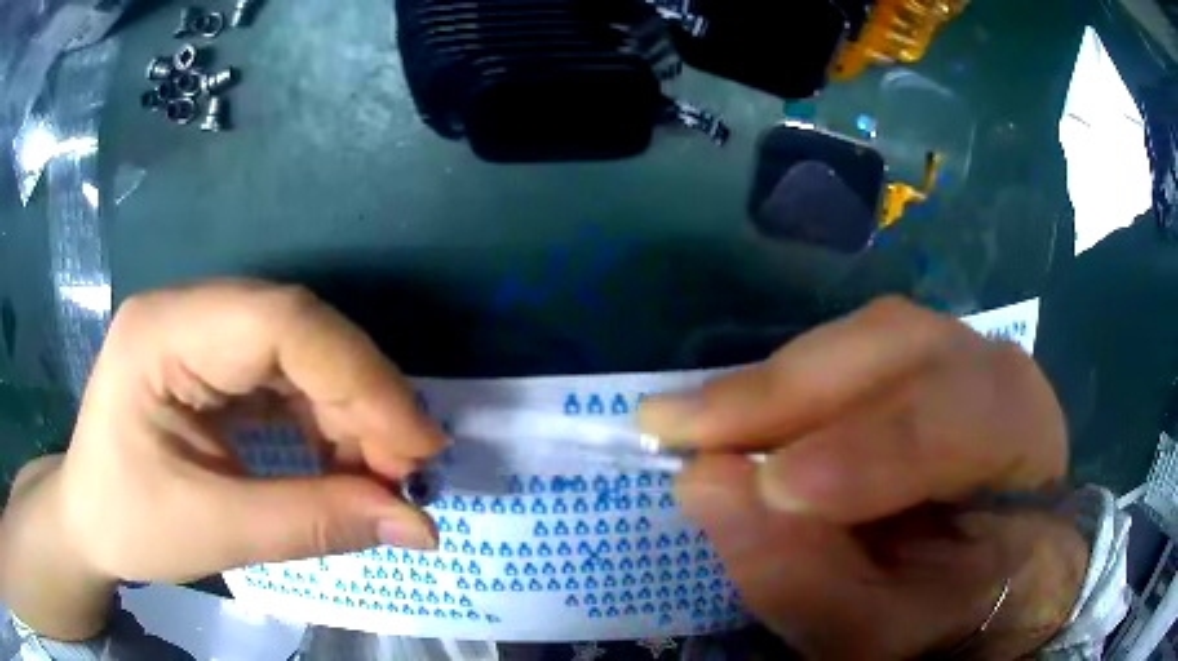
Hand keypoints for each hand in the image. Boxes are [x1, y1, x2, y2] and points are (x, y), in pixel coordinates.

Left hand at [0, 281, 445, 639]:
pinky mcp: (213, 362)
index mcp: (164, 333)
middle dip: (364, 399)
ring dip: (351, 412)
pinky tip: (342, 460)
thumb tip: (419, 526)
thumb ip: (313, 525)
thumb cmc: (128, 523)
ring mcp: (201, 332)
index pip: (281, 321)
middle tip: (409, 471)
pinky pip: (287, 375)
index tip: (419, 449)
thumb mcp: (214, 532)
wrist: (87, 519)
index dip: (361, 379)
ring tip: (381, 474)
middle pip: (299, 330)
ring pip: (302, 350)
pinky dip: (326, 419)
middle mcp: (188, 312)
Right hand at [640, 298, 1087, 659]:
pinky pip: (845, 350)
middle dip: (790, 392)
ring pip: (862, 338)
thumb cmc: (940, 611)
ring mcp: (954, 353)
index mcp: (1023, 440)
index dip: (871, 451)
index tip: (772, 489)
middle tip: (679, 427)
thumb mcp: (877, 629)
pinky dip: (783, 383)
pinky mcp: (912, 359)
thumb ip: (807, 579)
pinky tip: (735, 415)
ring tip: (695, 423)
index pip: (962, 418)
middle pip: (899, 348)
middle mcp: (993, 373)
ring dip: (775, 384)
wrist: (981, 580)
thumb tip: (704, 485)